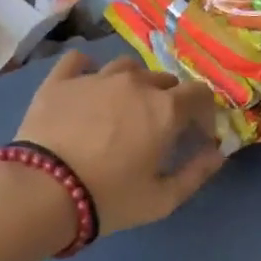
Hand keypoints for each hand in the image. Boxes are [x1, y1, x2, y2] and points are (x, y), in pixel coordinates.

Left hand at [14, 51, 225, 235]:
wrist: (43, 191)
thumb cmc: (110, 198)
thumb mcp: (162, 199)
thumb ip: (196, 173)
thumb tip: (217, 153)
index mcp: (165, 109)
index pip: (200, 94)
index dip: (204, 113)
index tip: (197, 135)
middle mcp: (134, 83)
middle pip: (164, 80)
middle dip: (170, 100)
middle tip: (159, 128)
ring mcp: (95, 78)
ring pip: (126, 67)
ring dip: (134, 83)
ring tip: (125, 107)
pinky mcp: (60, 81)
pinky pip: (79, 61)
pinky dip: (88, 69)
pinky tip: (87, 86)